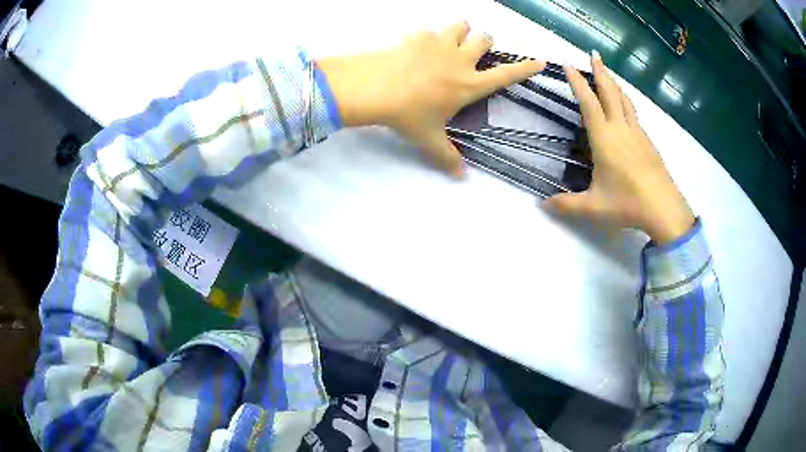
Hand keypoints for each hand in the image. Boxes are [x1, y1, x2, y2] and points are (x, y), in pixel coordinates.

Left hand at [317, 22, 544, 176]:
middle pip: (485, 38)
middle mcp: (460, 59)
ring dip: (461, 31)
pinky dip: (427, 37)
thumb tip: (461, 177)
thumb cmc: (408, 115)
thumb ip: (447, 157)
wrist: (374, 89)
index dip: (525, 68)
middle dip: (485, 42)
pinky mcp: (418, 36)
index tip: (539, 61)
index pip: (506, 75)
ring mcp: (439, 44)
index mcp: (469, 84)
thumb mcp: (429, 139)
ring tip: (453, 41)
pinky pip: (428, 30)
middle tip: (475, 51)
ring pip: (461, 25)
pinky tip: (417, 47)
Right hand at [544, 51, 693, 243]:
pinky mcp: (648, 142)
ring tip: (608, 73)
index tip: (568, 64)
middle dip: (600, 72)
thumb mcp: (593, 208)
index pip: (588, 103)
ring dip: (614, 83)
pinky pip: (634, 114)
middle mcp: (621, 129)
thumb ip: (567, 205)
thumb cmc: (627, 204)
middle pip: (610, 92)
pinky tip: (624, 107)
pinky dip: (625, 102)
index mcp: (604, 138)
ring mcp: (637, 134)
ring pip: (625, 100)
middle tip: (593, 54)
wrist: (663, 209)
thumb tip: (543, 205)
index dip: (577, 82)